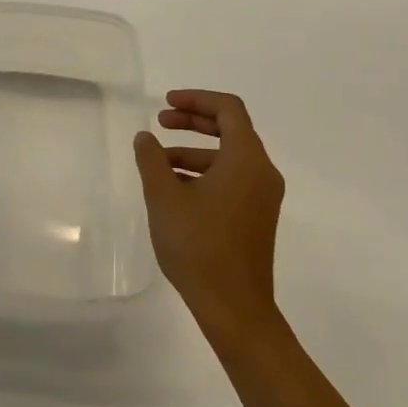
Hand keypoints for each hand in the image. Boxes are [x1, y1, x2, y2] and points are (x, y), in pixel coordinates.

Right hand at [133, 89, 285, 336]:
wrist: (234, 307)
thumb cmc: (198, 245)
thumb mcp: (164, 197)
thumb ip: (152, 160)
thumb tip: (145, 137)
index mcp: (246, 159)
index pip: (228, 109)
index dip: (196, 99)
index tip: (165, 104)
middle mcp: (261, 172)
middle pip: (231, 129)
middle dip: (193, 121)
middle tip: (160, 122)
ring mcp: (262, 196)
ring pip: (228, 157)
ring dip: (193, 151)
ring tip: (157, 162)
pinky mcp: (256, 216)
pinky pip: (231, 179)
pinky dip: (204, 172)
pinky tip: (174, 188)